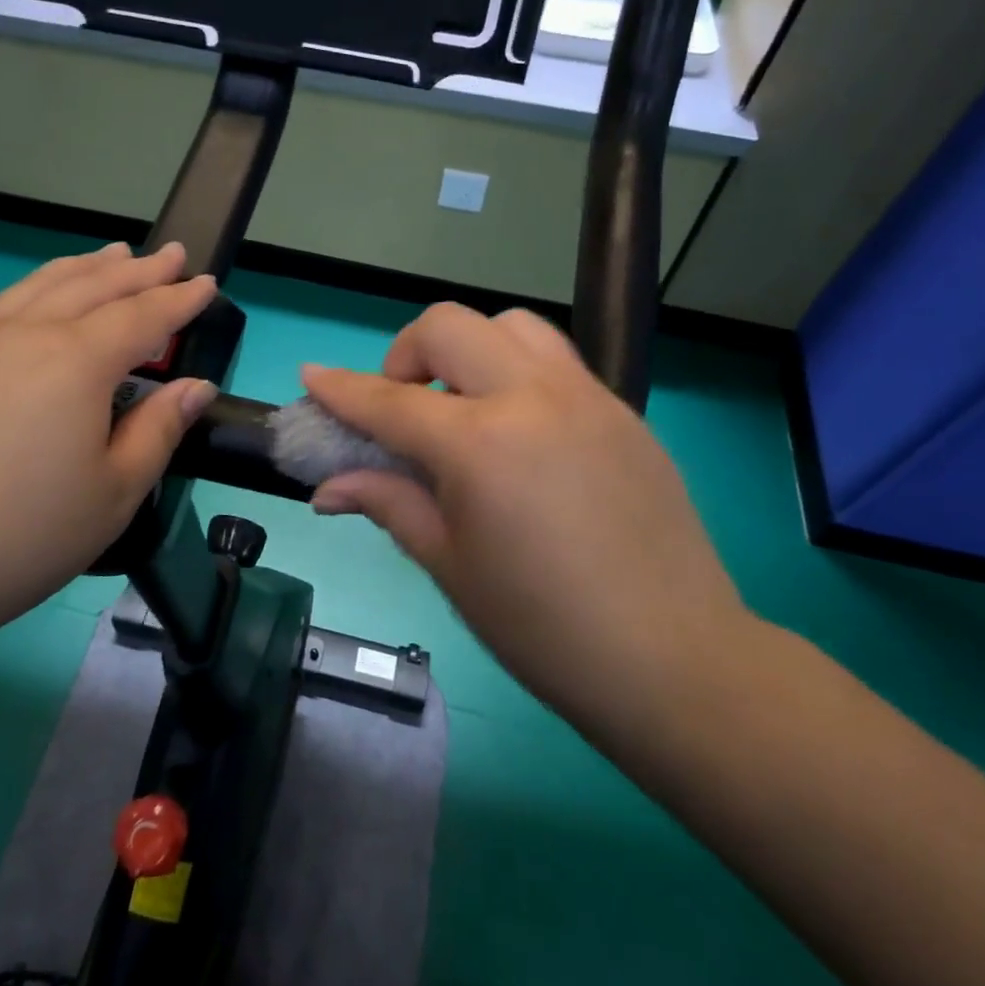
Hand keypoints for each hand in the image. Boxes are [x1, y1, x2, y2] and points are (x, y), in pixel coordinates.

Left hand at [0, 241, 217, 661]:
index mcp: (77, 361)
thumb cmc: (21, 535)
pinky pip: (11, 302)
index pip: (143, 317)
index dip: (179, 300)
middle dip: (140, 270)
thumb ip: (158, 430)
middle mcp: (30, 335)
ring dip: (89, 267)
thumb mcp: (114, 493)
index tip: (209, 283)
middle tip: (175, 253)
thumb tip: (194, 385)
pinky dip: (45, 284)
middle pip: (95, 287)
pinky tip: (48, 294)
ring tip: (116, 253)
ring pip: (46, 285)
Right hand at [302, 303, 749, 731]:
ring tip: (463, 407)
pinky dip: (516, 374)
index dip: (341, 388)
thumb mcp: (450, 565)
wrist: (673, 658)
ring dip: (469, 351)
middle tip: (403, 406)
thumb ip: (388, 504)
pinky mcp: (622, 411)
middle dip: (406, 354)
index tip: (311, 376)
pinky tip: (519, 434)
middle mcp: (532, 398)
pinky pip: (555, 362)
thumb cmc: (543, 627)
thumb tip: (328, 489)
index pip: (389, 400)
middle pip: (448, 327)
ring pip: (511, 326)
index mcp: (480, 444)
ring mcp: (586, 396)